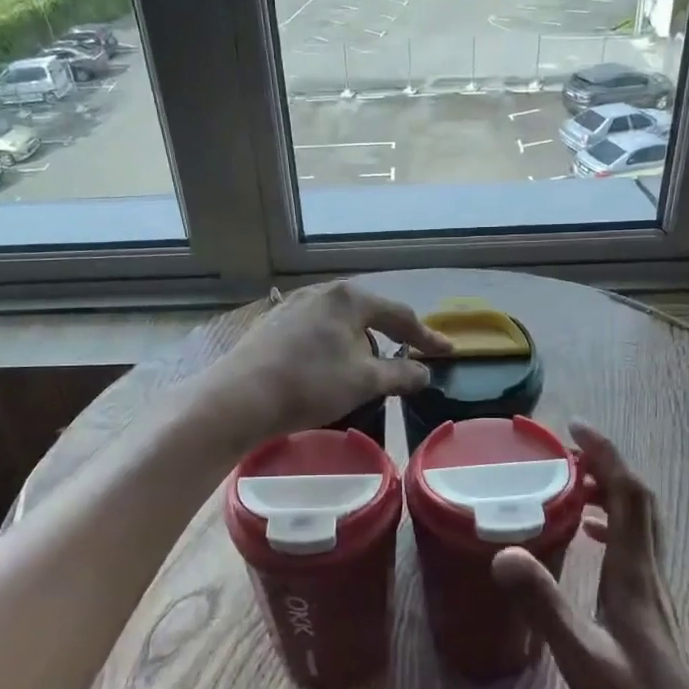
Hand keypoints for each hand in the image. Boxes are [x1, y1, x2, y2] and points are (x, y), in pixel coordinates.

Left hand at [200, 281, 451, 446]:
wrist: (240, 397)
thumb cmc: (310, 384)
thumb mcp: (365, 382)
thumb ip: (401, 375)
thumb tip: (425, 373)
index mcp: (349, 298)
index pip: (400, 316)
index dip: (427, 337)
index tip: (448, 352)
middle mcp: (321, 292)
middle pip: (368, 315)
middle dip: (388, 340)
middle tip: (404, 363)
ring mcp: (293, 305)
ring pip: (339, 324)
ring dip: (357, 346)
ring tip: (362, 374)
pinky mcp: (272, 324)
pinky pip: (315, 332)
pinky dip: (331, 349)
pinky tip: (325, 370)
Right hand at [490, 423, 688, 688]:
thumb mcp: (581, 660)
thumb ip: (544, 605)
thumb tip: (504, 551)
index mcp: (634, 576)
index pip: (628, 496)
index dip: (606, 455)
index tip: (575, 430)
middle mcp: (649, 575)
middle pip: (639, 501)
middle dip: (608, 465)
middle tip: (567, 452)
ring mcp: (653, 593)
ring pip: (640, 523)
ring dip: (610, 493)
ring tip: (570, 486)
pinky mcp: (649, 611)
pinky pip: (634, 548)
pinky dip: (612, 525)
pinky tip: (589, 540)